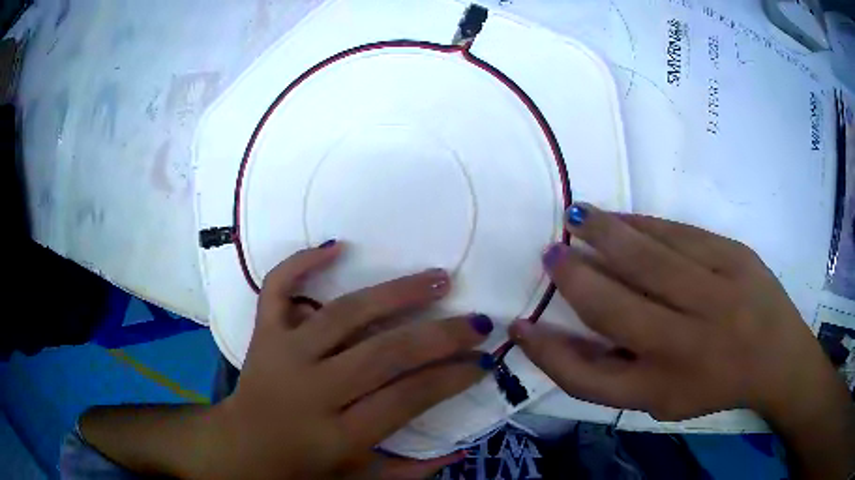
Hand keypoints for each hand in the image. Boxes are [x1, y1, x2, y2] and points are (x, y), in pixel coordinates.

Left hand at [208, 241, 494, 479]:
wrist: (241, 447)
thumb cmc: (301, 468)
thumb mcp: (358, 479)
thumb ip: (409, 470)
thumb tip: (461, 449)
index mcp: (338, 435)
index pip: (407, 398)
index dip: (452, 378)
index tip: (483, 362)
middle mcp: (312, 390)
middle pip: (384, 354)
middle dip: (439, 335)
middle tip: (477, 322)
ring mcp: (283, 354)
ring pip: (343, 314)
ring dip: (395, 293)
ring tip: (436, 278)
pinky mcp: (263, 334)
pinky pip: (277, 288)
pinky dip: (301, 262)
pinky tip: (337, 246)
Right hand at [509, 204, 852, 476]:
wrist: (778, 357)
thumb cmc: (716, 385)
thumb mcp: (663, 400)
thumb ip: (616, 373)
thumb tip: (567, 336)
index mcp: (661, 389)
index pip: (586, 378)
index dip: (546, 353)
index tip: (520, 326)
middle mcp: (685, 346)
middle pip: (613, 308)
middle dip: (573, 278)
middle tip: (550, 253)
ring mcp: (715, 296)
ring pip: (646, 259)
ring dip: (603, 234)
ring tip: (576, 216)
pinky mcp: (735, 257)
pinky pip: (679, 234)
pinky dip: (643, 223)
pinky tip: (622, 218)